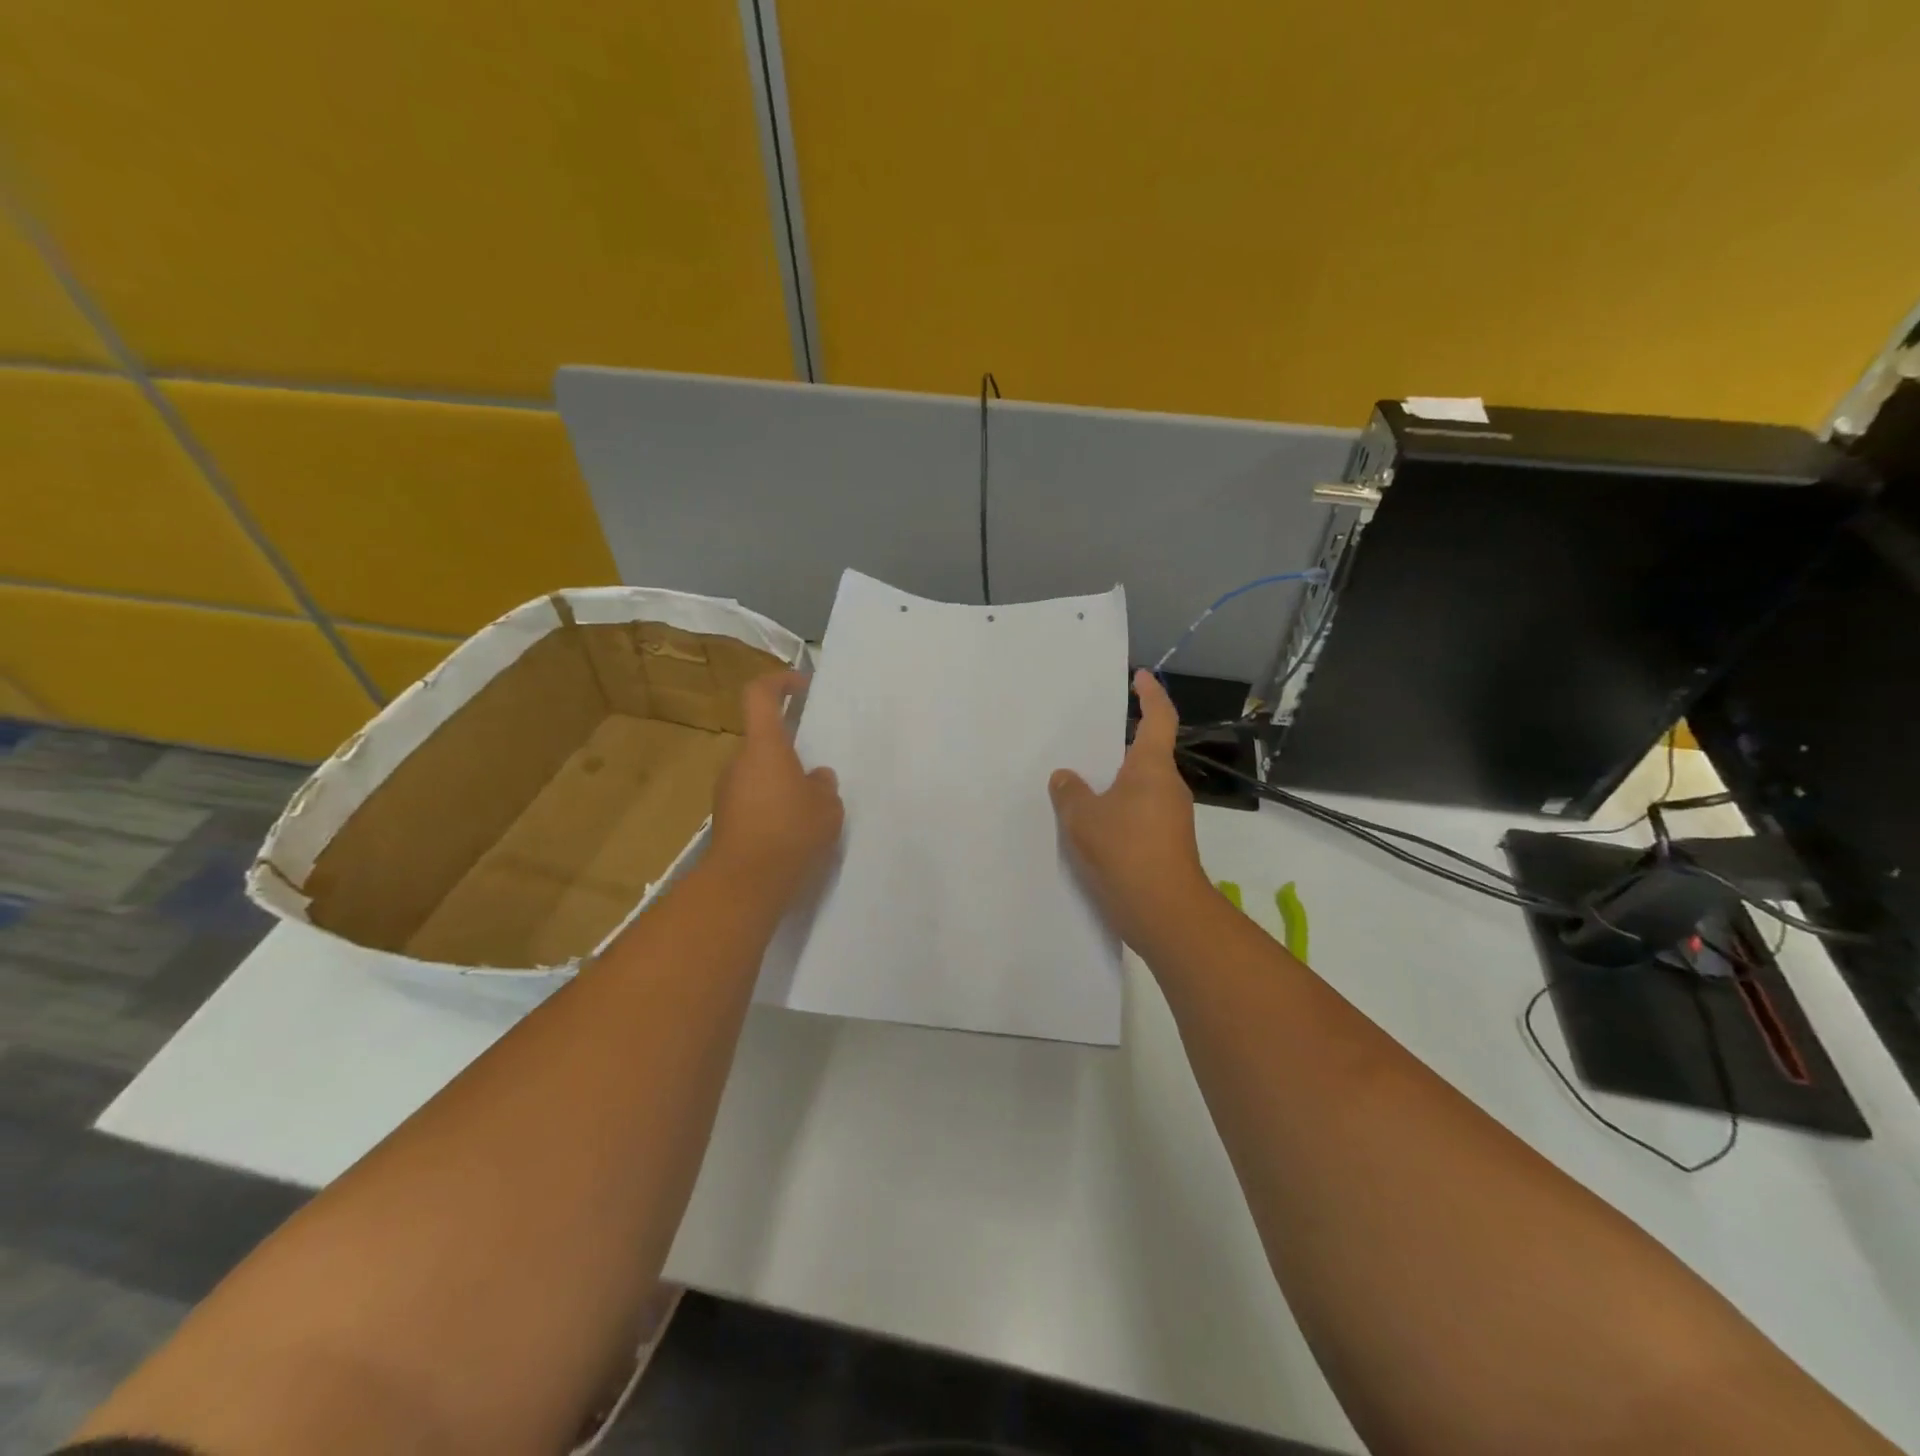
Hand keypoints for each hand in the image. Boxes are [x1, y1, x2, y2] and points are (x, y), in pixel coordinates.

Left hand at [708, 671, 843, 902]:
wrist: (744, 884)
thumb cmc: (790, 833)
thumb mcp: (826, 808)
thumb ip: (824, 786)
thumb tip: (816, 777)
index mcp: (765, 747)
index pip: (761, 695)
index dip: (779, 682)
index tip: (802, 686)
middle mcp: (740, 762)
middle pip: (763, 741)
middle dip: (791, 752)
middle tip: (819, 776)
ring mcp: (727, 792)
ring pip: (759, 773)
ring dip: (782, 783)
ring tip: (811, 811)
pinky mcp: (726, 819)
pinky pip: (753, 800)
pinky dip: (772, 807)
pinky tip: (793, 833)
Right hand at [1050, 669, 1212, 951]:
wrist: (1165, 913)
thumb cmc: (1126, 852)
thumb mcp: (1083, 818)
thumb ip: (1070, 792)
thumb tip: (1066, 778)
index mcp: (1152, 767)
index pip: (1158, 718)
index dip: (1151, 694)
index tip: (1140, 677)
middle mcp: (1167, 786)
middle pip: (1146, 754)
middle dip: (1120, 745)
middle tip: (1085, 740)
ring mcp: (1170, 817)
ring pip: (1140, 787)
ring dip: (1115, 782)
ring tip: (1078, 784)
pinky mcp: (1166, 844)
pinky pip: (1137, 813)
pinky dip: (1116, 810)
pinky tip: (1090, 824)